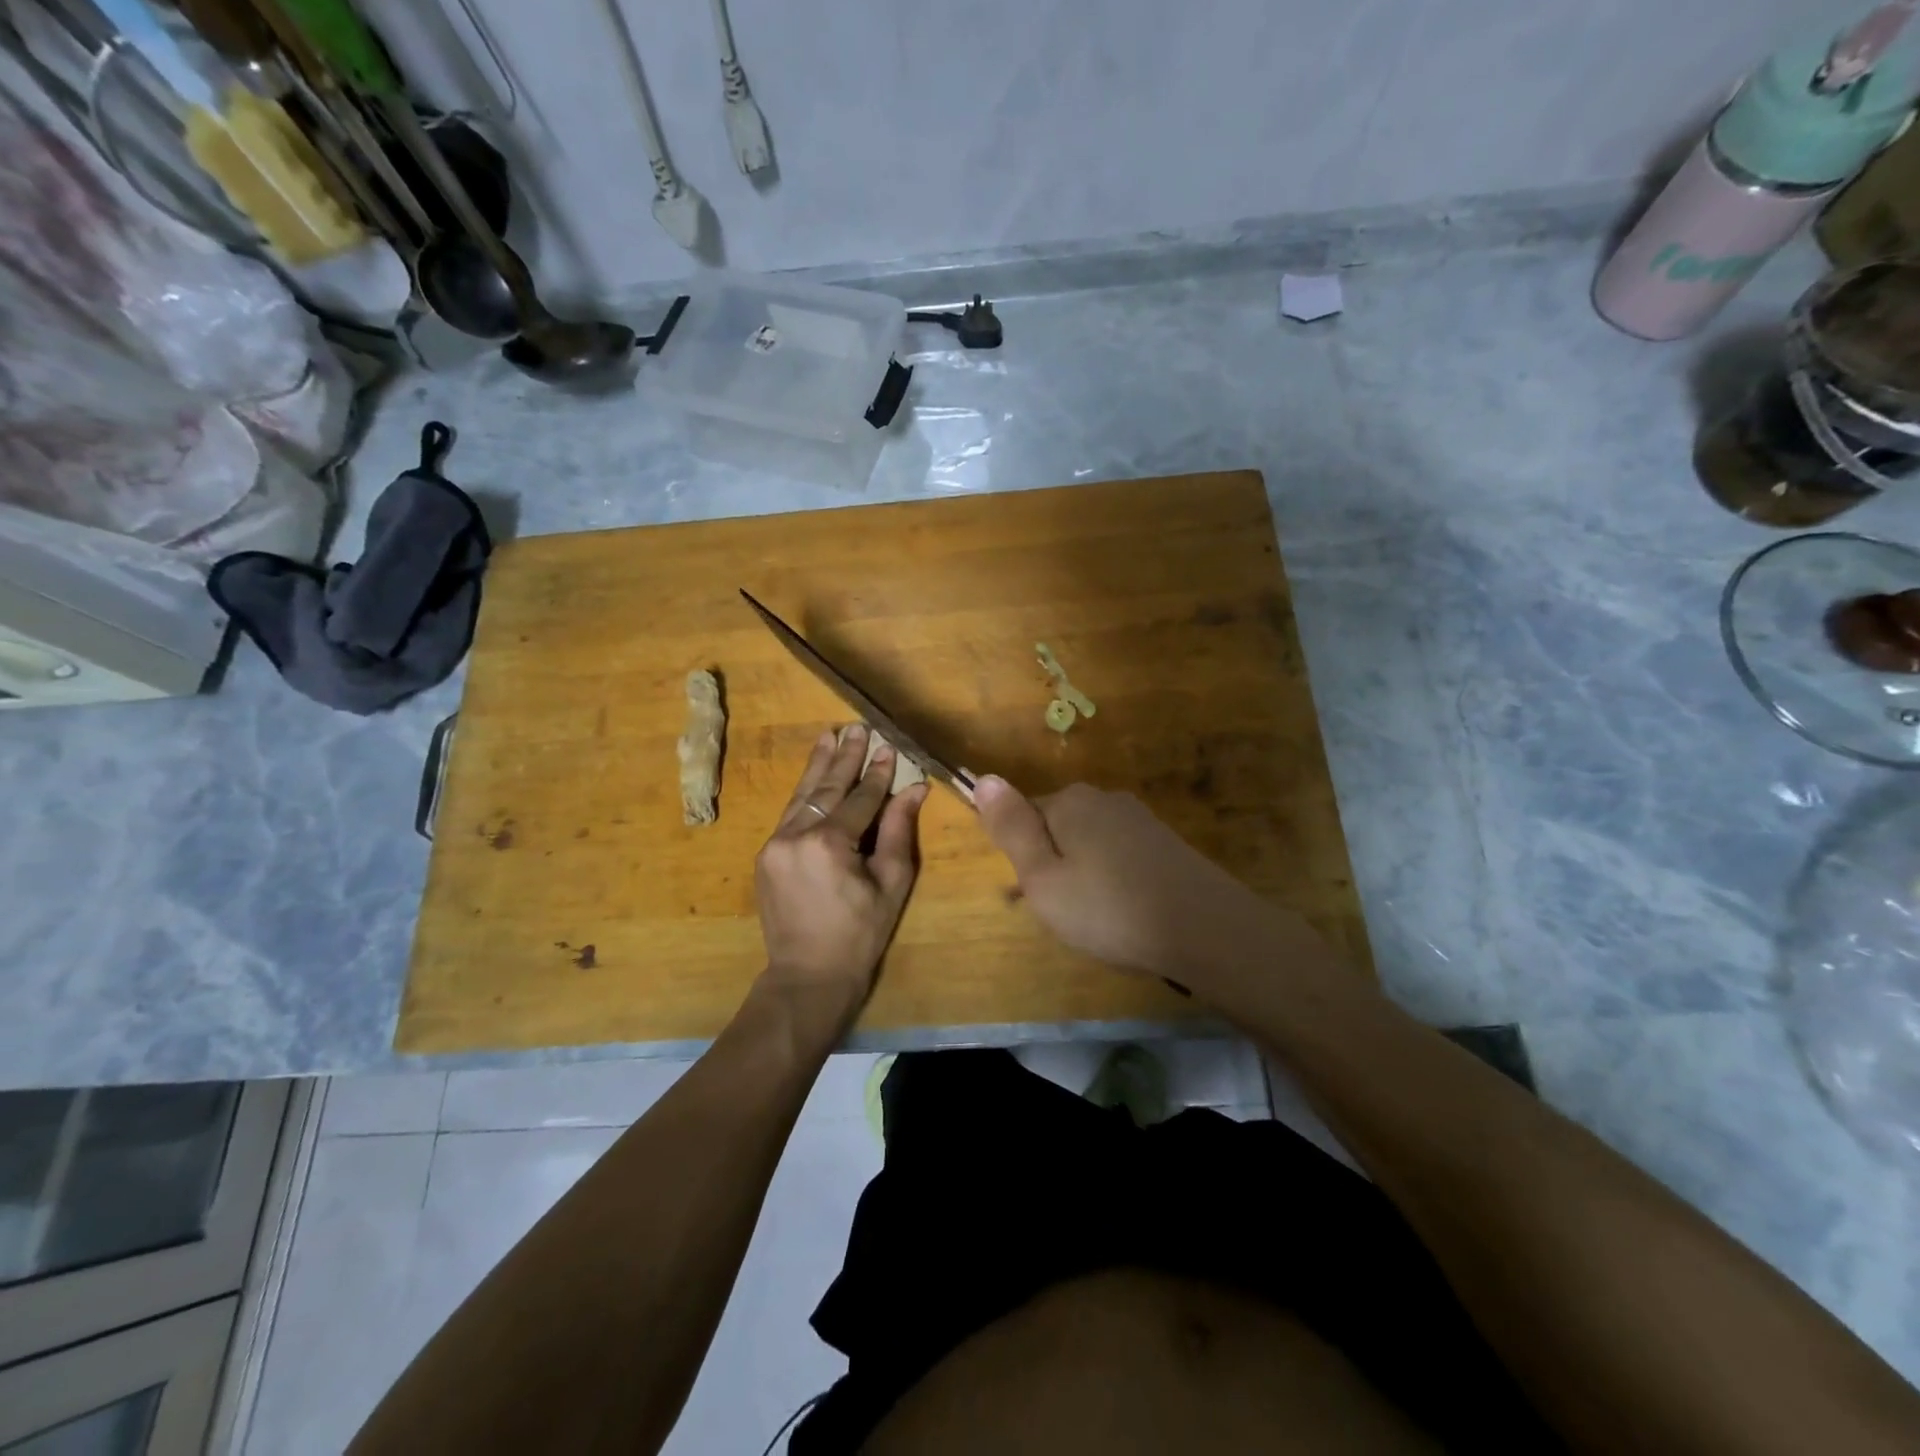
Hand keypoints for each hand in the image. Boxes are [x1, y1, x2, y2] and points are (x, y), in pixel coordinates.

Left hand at [754, 725, 927, 1022]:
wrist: (807, 976)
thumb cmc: (859, 935)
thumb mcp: (891, 885)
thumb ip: (899, 832)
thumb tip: (914, 789)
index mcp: (829, 844)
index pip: (860, 799)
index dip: (878, 774)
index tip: (890, 747)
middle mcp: (796, 835)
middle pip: (826, 788)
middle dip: (845, 757)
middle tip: (858, 729)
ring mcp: (775, 844)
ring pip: (802, 795)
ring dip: (819, 765)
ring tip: (830, 735)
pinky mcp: (766, 855)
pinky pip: (790, 814)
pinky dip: (805, 792)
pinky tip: (814, 775)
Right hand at [973, 777, 1296, 988]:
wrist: (1206, 929)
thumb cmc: (1109, 908)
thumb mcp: (1043, 877)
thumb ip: (1011, 828)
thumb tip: (984, 778)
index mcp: (1069, 802)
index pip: (1023, 815)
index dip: (1022, 858)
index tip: (1032, 896)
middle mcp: (1104, 799)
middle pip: (1058, 828)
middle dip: (1053, 865)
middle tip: (1063, 912)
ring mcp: (1139, 820)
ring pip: (1090, 844)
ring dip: (1083, 876)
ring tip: (1095, 920)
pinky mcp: (1165, 843)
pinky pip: (1120, 856)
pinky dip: (1113, 881)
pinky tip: (1126, 913)